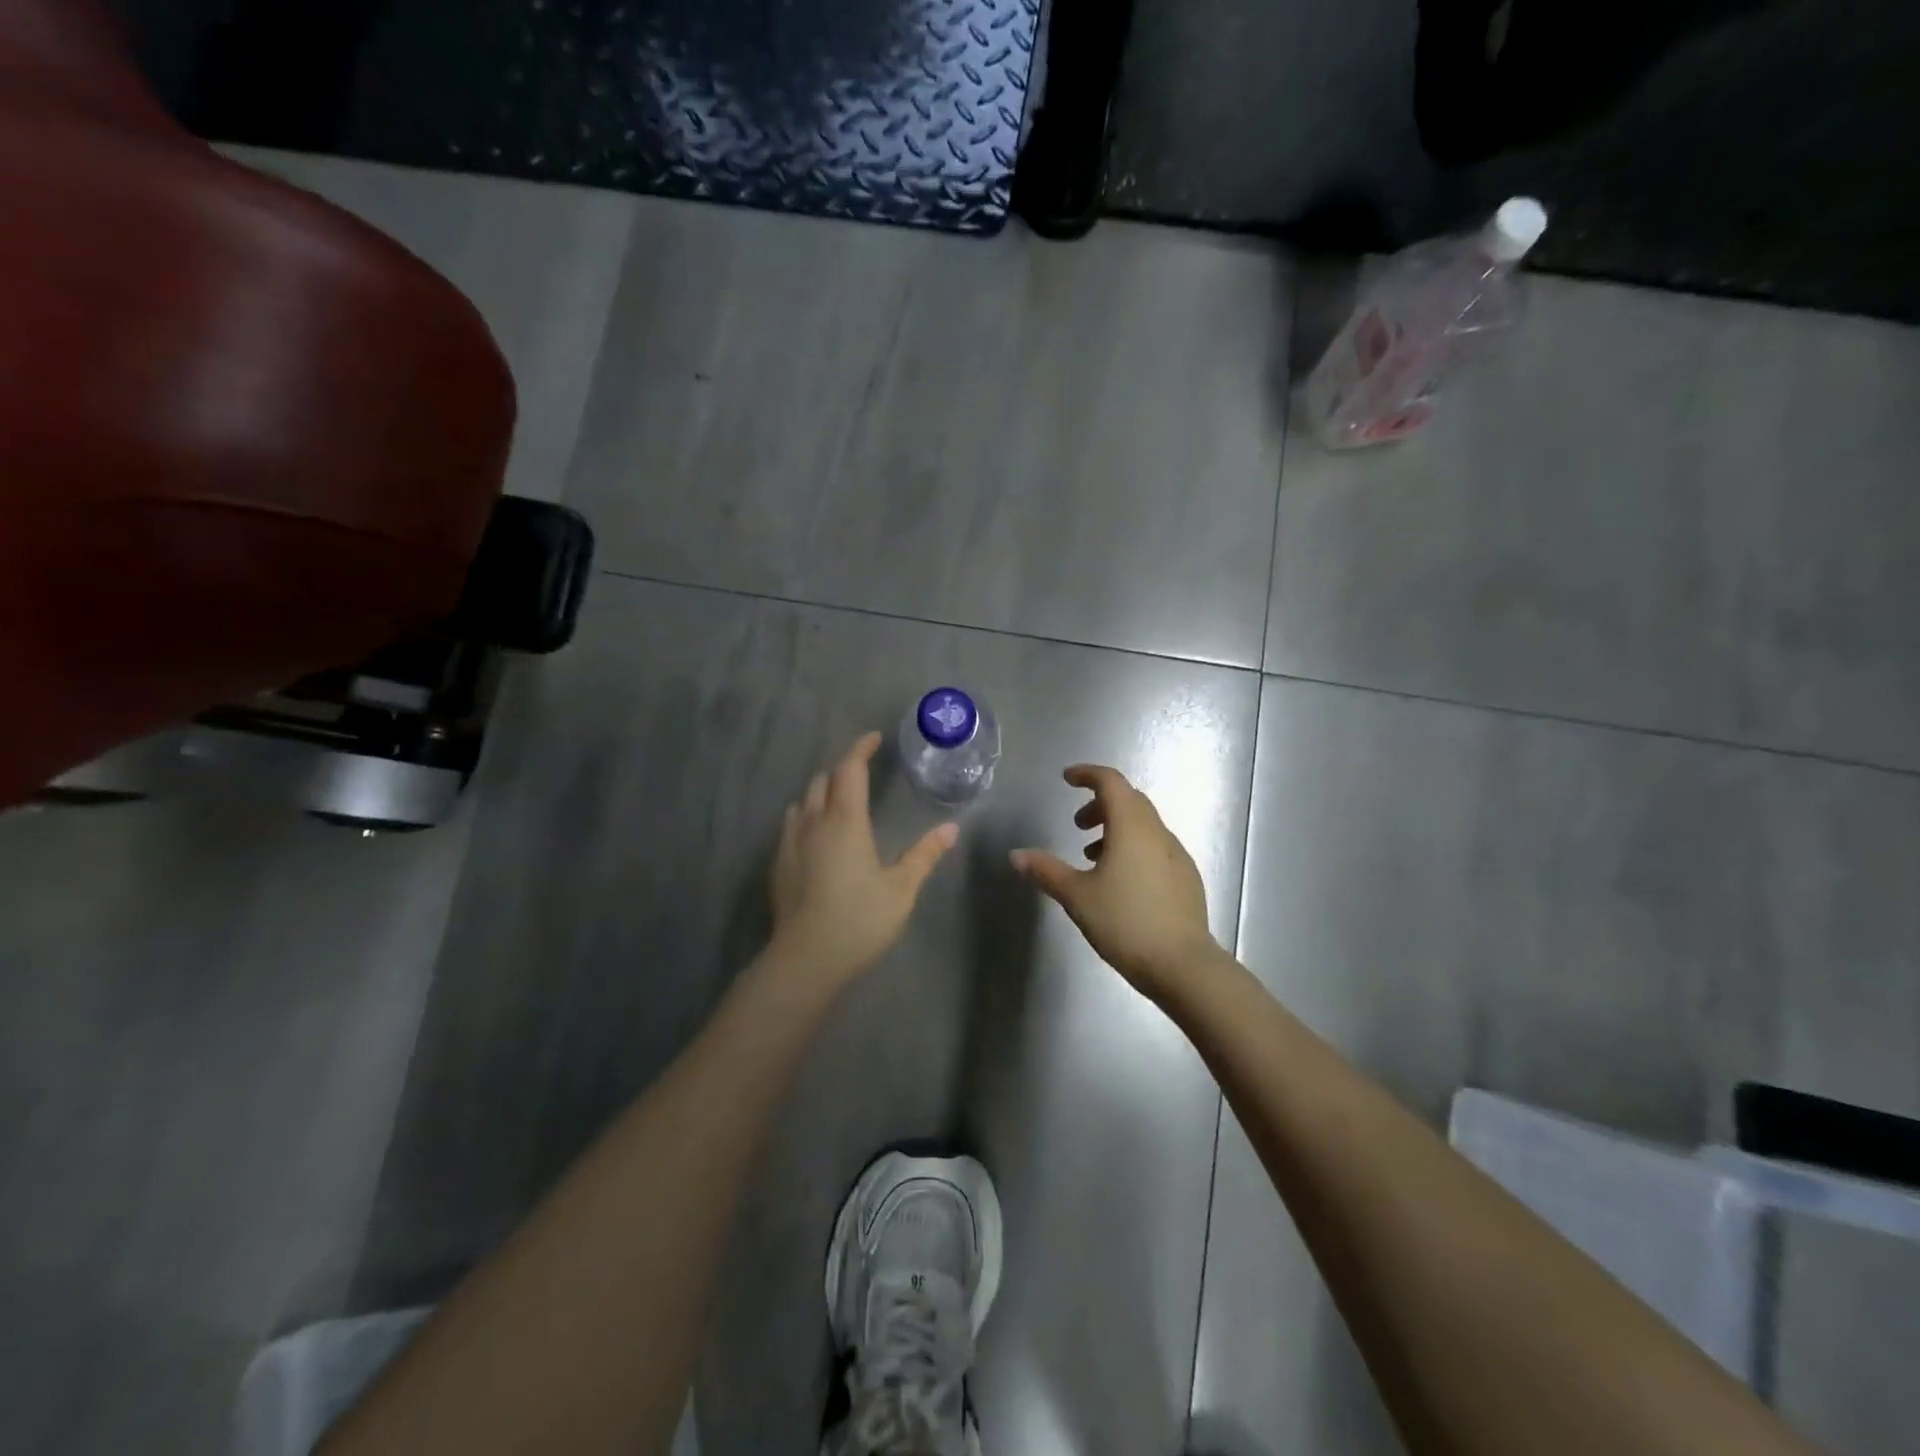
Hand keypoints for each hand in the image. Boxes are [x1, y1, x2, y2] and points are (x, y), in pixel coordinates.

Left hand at [769, 732, 957, 986]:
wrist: (806, 959)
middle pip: (823, 780)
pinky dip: (807, 815)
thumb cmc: (860, 920)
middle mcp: (813, 823)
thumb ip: (924, 855)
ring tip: (840, 800)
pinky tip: (817, 833)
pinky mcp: (778, 864)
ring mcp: (790, 843)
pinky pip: (791, 824)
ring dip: (822, 791)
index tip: (874, 739)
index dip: (861, 749)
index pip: (849, 770)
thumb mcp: (901, 889)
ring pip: (804, 801)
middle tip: (863, 772)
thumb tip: (950, 829)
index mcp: (845, 821)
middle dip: (842, 769)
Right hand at [1011, 765, 1220, 1000]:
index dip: (1088, 774)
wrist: (1182, 965)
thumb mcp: (1077, 896)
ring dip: (1117, 828)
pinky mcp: (1186, 878)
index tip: (1067, 779)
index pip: (1111, 782)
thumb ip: (1046, 871)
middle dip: (1100, 803)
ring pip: (1144, 825)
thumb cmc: (1125, 922)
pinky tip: (1121, 881)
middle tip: (1077, 824)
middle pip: (1129, 800)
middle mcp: (1157, 832)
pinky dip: (1134, 848)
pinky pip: (1155, 847)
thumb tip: (1016, 855)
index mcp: (1131, 827)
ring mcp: (1176, 855)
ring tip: (1092, 856)